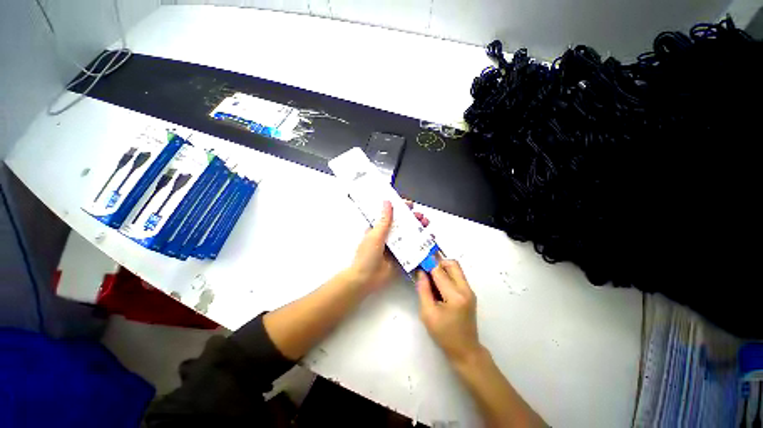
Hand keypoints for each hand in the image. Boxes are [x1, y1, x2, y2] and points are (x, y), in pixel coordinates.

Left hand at [344, 200, 429, 293]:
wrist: (366, 279)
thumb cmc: (366, 256)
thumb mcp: (375, 236)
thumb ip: (384, 221)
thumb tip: (387, 202)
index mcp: (379, 229)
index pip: (391, 215)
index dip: (400, 208)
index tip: (410, 205)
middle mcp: (388, 236)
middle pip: (403, 224)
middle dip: (413, 218)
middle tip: (420, 216)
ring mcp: (396, 247)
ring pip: (409, 234)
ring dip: (418, 228)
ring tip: (426, 224)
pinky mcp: (402, 257)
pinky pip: (413, 248)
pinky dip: (421, 243)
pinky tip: (428, 239)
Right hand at [416, 260, 482, 363]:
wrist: (465, 350)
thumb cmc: (444, 334)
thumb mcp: (427, 313)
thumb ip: (423, 290)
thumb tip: (420, 272)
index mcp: (455, 296)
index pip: (439, 271)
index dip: (427, 265)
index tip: (418, 262)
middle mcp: (465, 289)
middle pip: (452, 264)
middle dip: (437, 262)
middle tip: (425, 269)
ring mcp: (469, 291)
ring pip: (456, 269)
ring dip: (442, 268)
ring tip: (430, 277)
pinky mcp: (469, 293)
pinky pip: (457, 276)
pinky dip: (447, 275)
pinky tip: (437, 285)